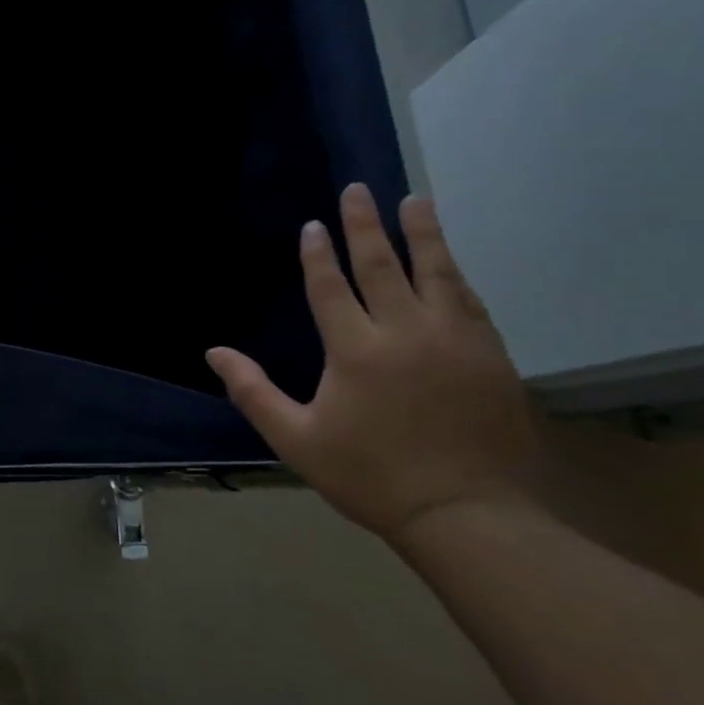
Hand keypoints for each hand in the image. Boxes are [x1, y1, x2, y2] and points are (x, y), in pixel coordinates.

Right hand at [206, 184, 540, 542]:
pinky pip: (468, 300)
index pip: (332, 287)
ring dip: (422, 234)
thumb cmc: (369, 475)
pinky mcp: (490, 355)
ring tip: (414, 201)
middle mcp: (405, 333)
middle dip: (366, 226)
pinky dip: (453, 273)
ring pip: (436, 272)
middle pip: (383, 266)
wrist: (465, 514)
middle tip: (358, 190)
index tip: (313, 224)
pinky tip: (448, 260)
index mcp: (356, 351)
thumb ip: (253, 391)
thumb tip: (214, 352)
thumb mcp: (296, 439)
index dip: (319, 254)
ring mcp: (454, 340)